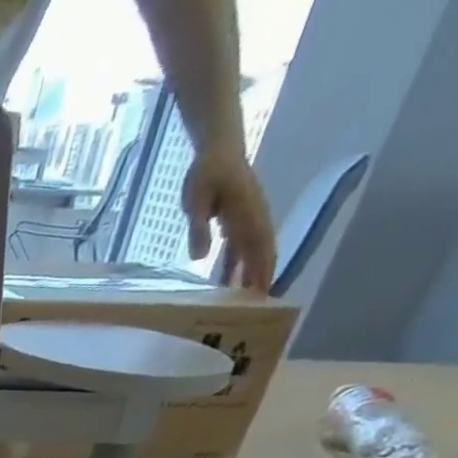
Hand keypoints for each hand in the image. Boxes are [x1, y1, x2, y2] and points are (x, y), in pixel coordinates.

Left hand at [182, 148, 275, 292]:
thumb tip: (200, 258)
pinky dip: (237, 265)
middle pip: (261, 253)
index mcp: (247, 214)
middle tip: (254, 306)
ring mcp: (248, 219)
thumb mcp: (196, 200)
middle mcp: (254, 217)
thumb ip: (199, 227)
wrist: (218, 150)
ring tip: (241, 300)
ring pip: (252, 252)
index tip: (260, 294)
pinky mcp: (238, 220)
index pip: (258, 248)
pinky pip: (240, 247)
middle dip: (260, 278)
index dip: (261, 271)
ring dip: (248, 274)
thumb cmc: (206, 173)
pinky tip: (227, 282)